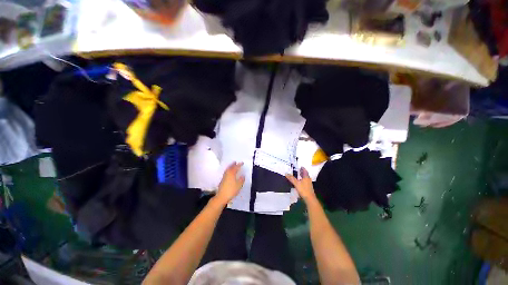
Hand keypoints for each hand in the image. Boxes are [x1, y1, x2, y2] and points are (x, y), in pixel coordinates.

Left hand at [215, 162, 244, 204]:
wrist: (221, 196)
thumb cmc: (231, 190)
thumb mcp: (239, 185)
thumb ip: (241, 179)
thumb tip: (243, 175)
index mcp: (232, 174)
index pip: (236, 167)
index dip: (239, 165)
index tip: (242, 163)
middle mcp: (227, 174)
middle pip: (230, 167)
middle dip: (233, 164)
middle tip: (236, 162)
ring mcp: (224, 177)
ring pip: (227, 170)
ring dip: (230, 167)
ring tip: (232, 166)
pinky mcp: (222, 180)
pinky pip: (226, 172)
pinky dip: (228, 170)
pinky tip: (229, 173)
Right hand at [286, 167, 317, 203]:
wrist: (309, 199)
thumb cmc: (303, 190)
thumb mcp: (296, 183)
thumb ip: (291, 178)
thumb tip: (286, 173)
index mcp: (306, 177)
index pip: (305, 170)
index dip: (302, 168)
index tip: (299, 166)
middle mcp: (308, 179)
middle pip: (305, 174)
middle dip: (301, 172)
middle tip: (297, 170)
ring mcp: (308, 184)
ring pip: (305, 178)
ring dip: (301, 176)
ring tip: (297, 175)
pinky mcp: (308, 188)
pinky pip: (304, 182)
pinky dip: (301, 180)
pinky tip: (298, 182)